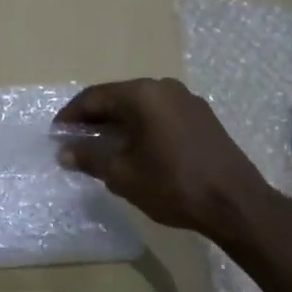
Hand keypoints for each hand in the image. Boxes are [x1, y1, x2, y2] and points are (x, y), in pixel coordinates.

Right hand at [55, 78, 280, 247]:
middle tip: (74, 141)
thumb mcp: (122, 174)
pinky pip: (159, 114)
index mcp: (142, 95)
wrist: (235, 203)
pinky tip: (133, 149)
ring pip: (139, 106)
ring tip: (100, 147)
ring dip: (116, 123)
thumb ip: (90, 157)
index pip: (93, 97)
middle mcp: (164, 88)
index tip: (55, 134)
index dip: (70, 116)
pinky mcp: (201, 117)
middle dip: (93, 119)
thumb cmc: (172, 185)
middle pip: (117, 98)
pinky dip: (139, 127)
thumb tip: (65, 152)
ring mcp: (187, 100)